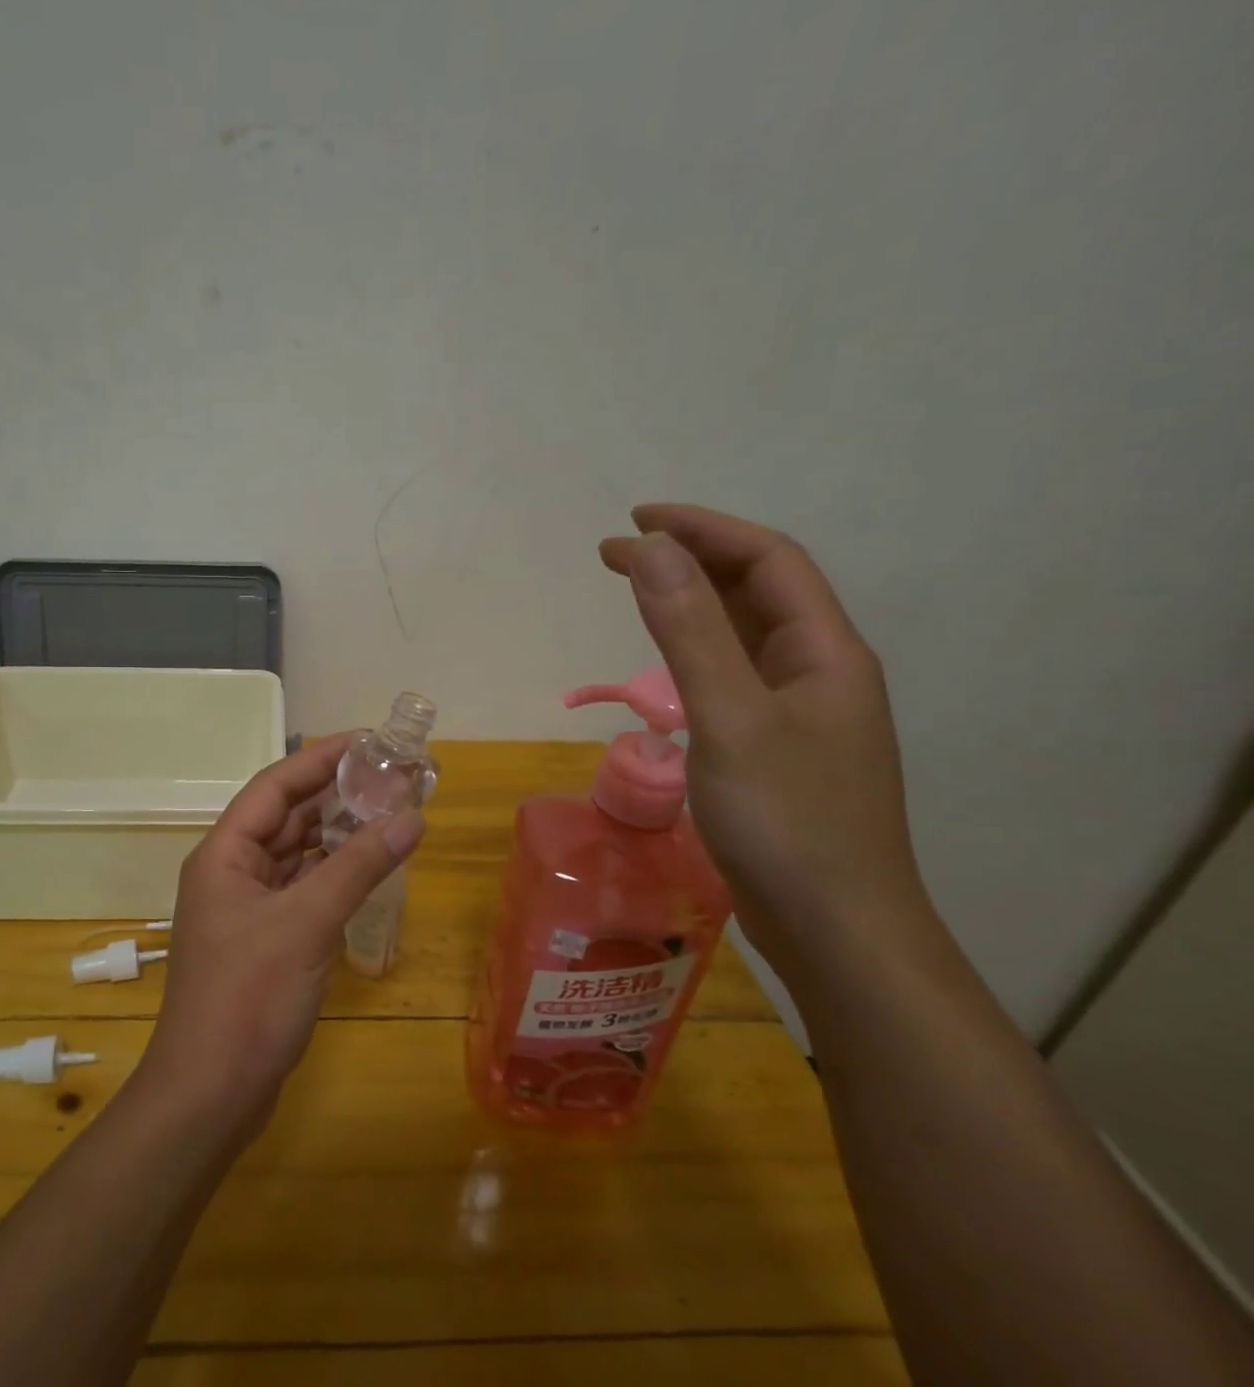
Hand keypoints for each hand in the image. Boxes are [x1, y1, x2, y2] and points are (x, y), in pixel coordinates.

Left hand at [138, 735, 424, 1130]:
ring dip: (337, 834)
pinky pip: (303, 889)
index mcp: (224, 853)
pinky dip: (333, 874)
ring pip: (296, 854)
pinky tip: (369, 867)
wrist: (210, 1094)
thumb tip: (411, 817)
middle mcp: (232, 871)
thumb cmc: (248, 997)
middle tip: (390, 777)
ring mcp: (248, 907)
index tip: (367, 741)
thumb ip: (358, 866)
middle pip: (286, 817)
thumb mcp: (306, 923)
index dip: (319, 759)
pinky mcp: (266, 939)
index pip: (275, 787)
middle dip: (335, 795)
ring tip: (388, 812)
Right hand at [600, 504, 928, 978]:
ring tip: (636, 590)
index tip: (633, 522)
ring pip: (746, 632)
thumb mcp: (729, 718)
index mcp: (825, 651)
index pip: (766, 560)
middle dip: (689, 559)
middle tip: (617, 554)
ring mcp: (802, 712)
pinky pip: (735, 673)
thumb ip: (689, 631)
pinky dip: (695, 648)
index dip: (702, 529)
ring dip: (693, 600)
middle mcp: (820, 670)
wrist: (836, 931)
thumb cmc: (786, 822)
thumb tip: (651, 550)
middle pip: (758, 590)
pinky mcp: (778, 747)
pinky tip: (669, 660)